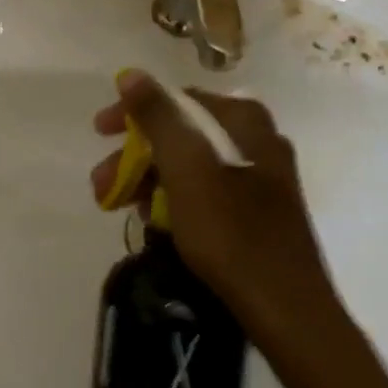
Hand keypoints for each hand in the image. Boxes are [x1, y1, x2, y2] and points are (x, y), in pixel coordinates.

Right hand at [90, 72, 345, 341]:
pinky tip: (157, 224)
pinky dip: (176, 200)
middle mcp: (256, 140)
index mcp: (244, 121)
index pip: (176, 99)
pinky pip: (206, 192)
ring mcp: (261, 177)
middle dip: (136, 155)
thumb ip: (158, 117)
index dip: (131, 113)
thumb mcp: (186, 168)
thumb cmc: (232, 233)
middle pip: (181, 133)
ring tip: (121, 207)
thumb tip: (132, 74)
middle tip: (102, 183)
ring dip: (150, 180)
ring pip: (191, 165)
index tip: (99, 133)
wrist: (289, 313)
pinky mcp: (259, 212)